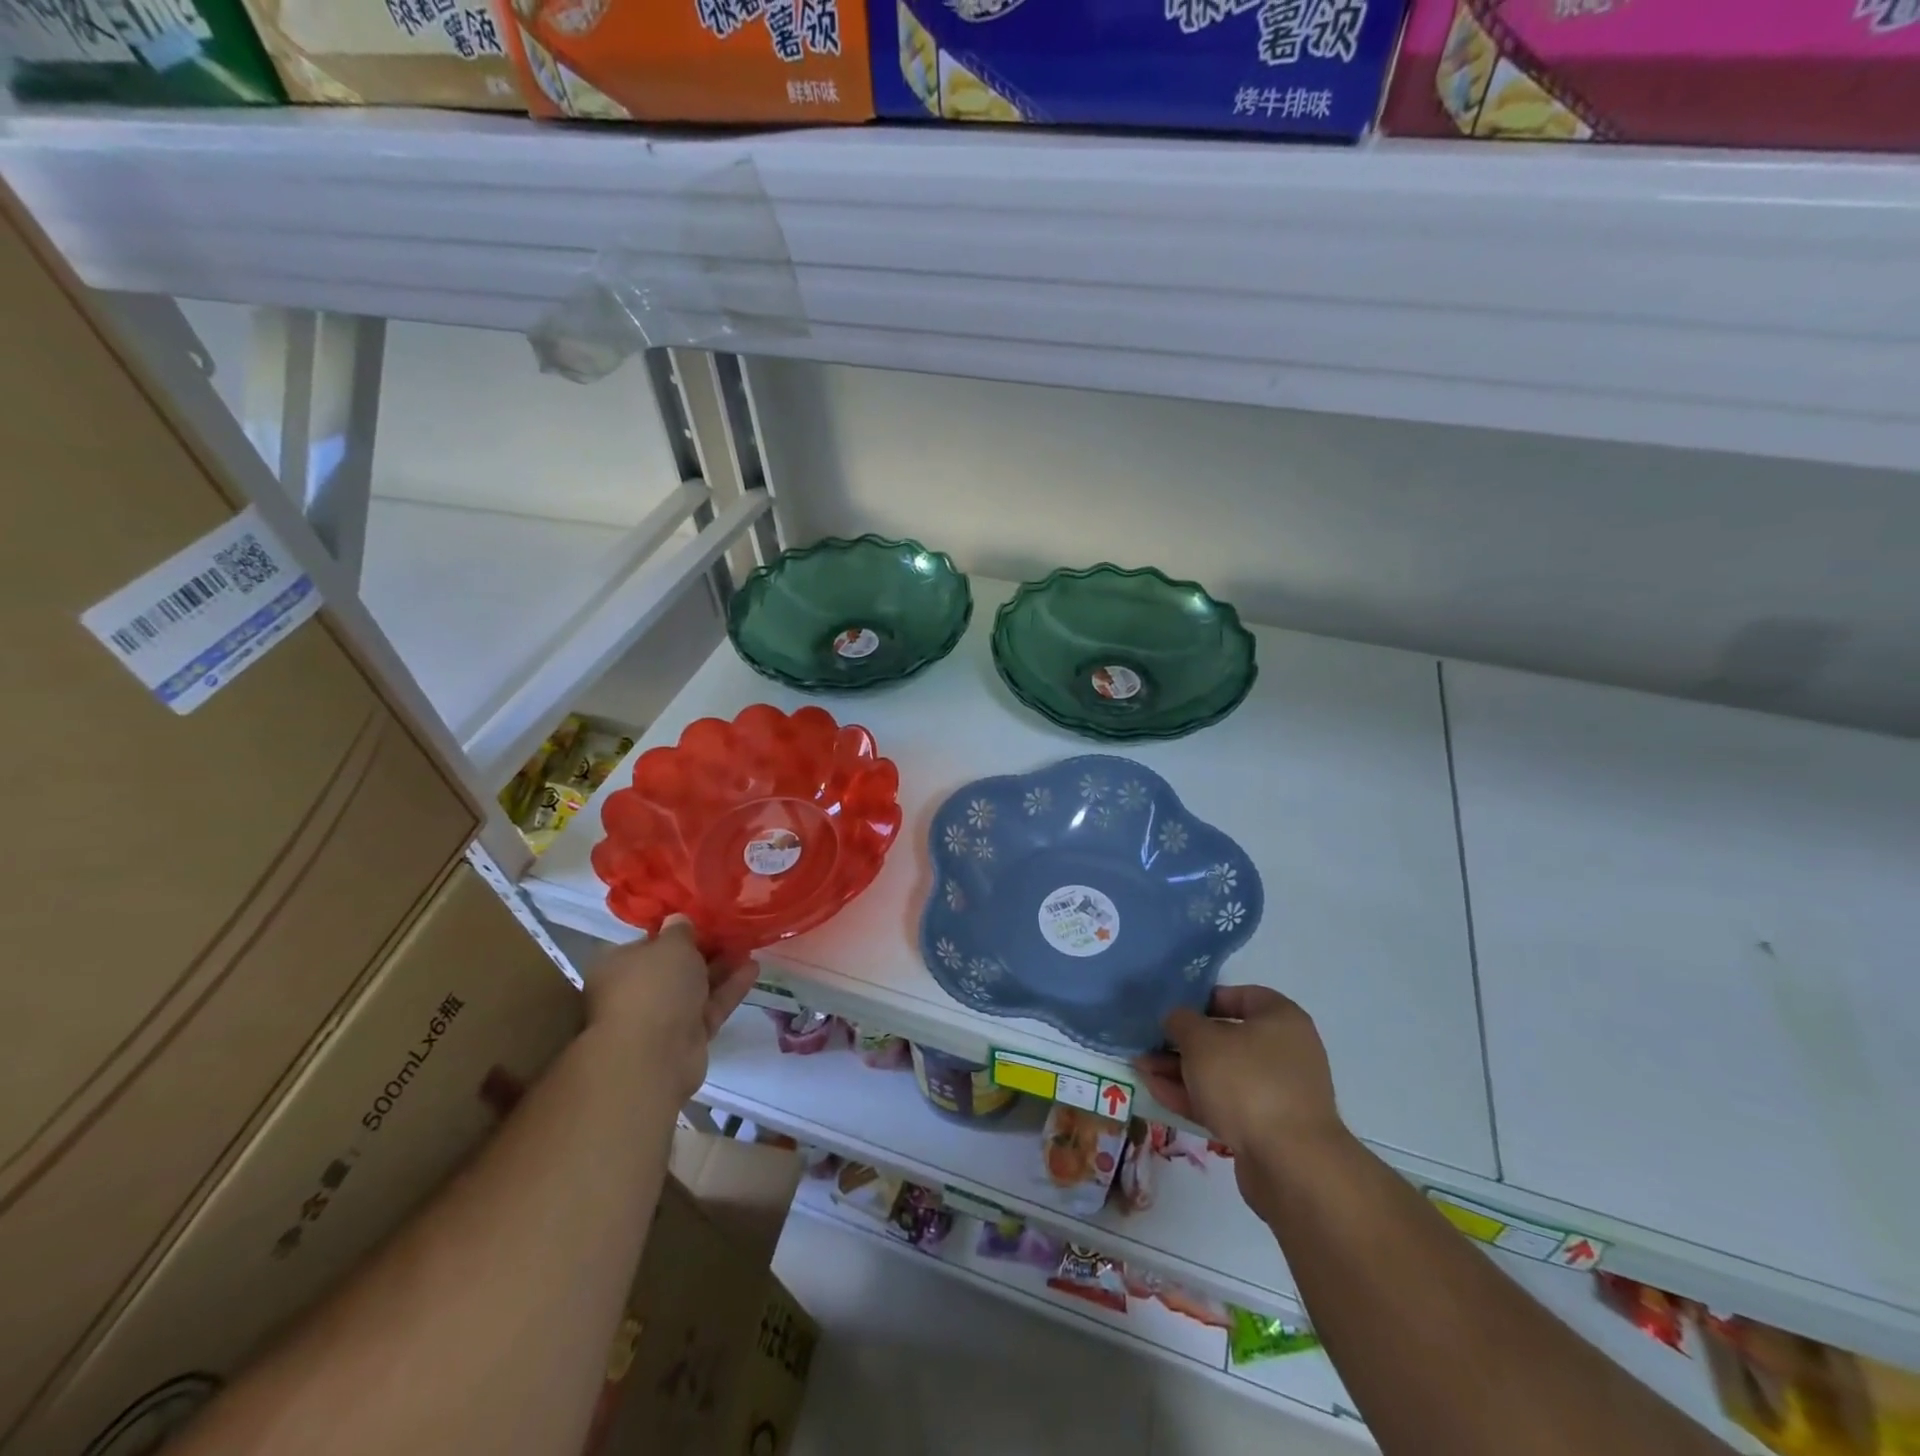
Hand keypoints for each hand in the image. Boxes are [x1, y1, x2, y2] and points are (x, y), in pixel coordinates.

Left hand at [583, 920, 756, 1102]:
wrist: (653, 1056)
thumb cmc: (654, 987)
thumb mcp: (671, 945)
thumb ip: (680, 930)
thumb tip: (678, 920)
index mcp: (618, 965)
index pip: (648, 942)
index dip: (675, 931)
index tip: (703, 919)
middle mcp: (635, 991)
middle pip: (674, 966)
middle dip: (704, 950)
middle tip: (732, 931)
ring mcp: (661, 1017)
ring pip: (695, 987)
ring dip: (722, 968)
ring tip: (749, 946)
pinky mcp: (686, 1037)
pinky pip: (710, 1007)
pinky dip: (730, 989)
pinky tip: (754, 969)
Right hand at [1135, 986, 1348, 1202]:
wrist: (1290, 1165)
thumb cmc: (1247, 1082)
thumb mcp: (1202, 1040)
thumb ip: (1181, 1021)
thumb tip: (1176, 1019)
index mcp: (1280, 1019)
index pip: (1239, 996)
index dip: (1203, 1000)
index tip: (1173, 1010)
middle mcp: (1283, 1051)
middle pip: (1225, 1038)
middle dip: (1182, 1042)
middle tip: (1148, 1043)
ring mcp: (1276, 1092)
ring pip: (1220, 1073)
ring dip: (1181, 1070)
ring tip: (1141, 1068)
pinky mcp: (1265, 1127)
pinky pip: (1224, 1102)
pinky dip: (1193, 1096)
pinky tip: (1156, 1092)